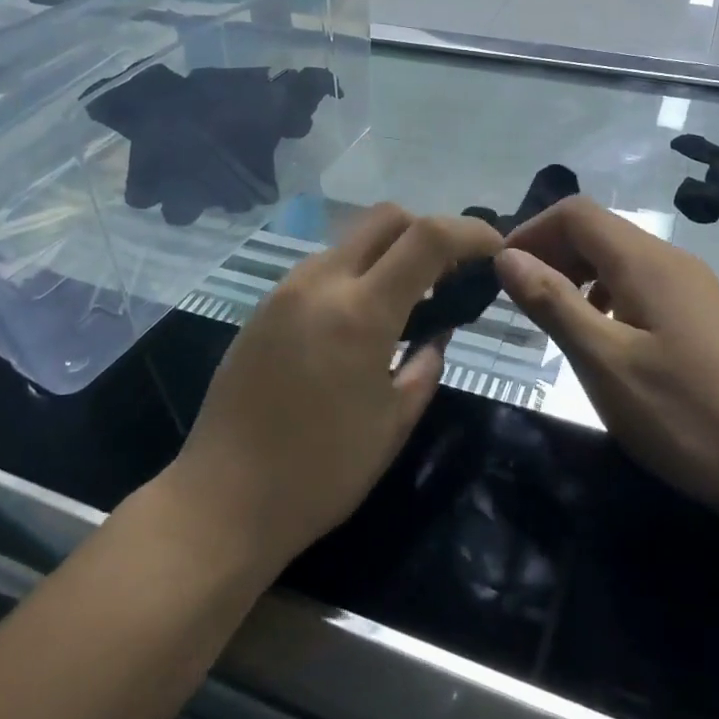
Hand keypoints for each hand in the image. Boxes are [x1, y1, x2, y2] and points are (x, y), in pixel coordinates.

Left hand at [163, 205, 503, 573]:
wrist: (223, 499)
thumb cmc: (322, 472)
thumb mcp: (394, 422)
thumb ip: (425, 363)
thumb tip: (436, 331)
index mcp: (360, 311)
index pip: (428, 238)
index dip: (471, 232)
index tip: (495, 248)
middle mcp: (320, 282)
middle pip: (385, 218)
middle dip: (427, 231)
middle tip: (447, 275)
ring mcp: (284, 291)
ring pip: (350, 242)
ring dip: (386, 256)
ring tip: (404, 304)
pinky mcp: (262, 308)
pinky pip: (320, 270)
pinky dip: (353, 276)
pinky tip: (357, 324)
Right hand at [494, 197, 718, 517]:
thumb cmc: (683, 415)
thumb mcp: (603, 361)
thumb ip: (552, 302)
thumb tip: (506, 256)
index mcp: (646, 262)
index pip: (575, 213)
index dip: (531, 232)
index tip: (500, 274)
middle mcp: (670, 261)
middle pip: (597, 230)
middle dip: (551, 253)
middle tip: (520, 301)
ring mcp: (690, 287)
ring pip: (618, 258)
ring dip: (576, 276)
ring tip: (553, 321)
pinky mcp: (699, 316)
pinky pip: (639, 285)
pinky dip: (604, 297)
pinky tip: (599, 338)